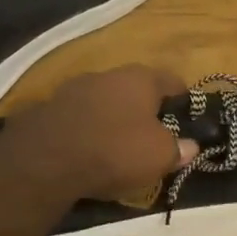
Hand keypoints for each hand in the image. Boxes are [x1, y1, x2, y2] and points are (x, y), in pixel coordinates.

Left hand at [2, 65, 199, 200]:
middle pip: (136, 89)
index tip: (187, 120)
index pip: (172, 81)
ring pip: (105, 101)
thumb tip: (191, 146)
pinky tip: (88, 152)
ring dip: (114, 118)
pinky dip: (88, 130)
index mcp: (141, 78)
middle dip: (145, 110)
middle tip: (153, 136)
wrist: (45, 161)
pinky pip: (79, 117)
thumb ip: (179, 149)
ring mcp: (75, 88)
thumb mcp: (160, 156)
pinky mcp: (49, 108)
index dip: (184, 100)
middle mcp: (109, 74)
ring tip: (118, 146)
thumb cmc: (115, 150)